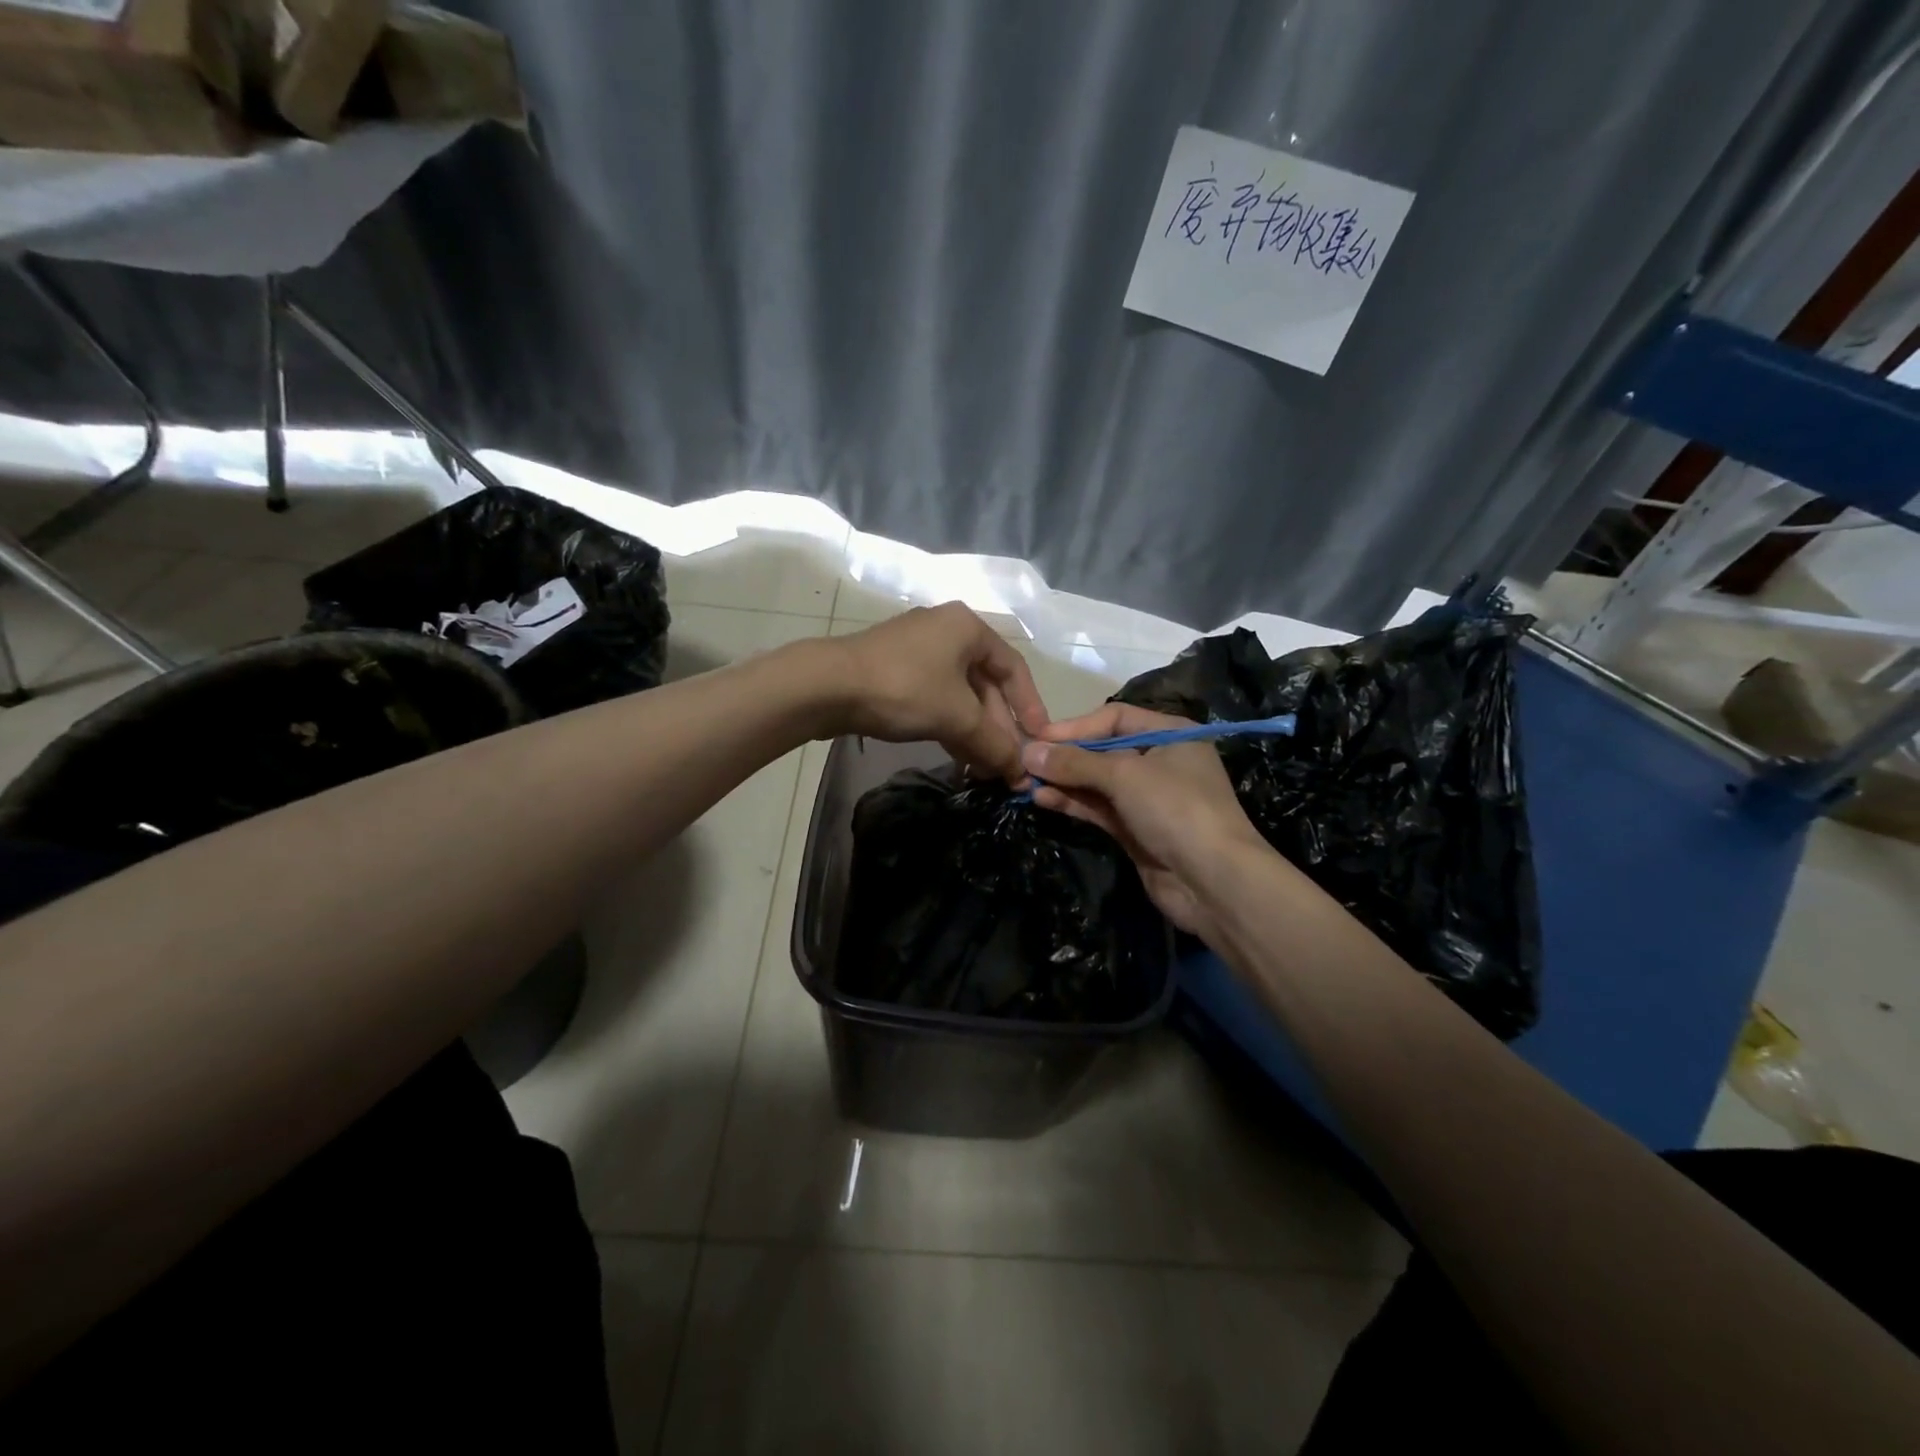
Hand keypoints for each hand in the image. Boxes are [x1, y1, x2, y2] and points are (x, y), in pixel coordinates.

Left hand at [827, 604, 1048, 781]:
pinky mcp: (894, 670)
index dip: (1030, 707)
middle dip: (997, 727)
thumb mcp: (957, 718)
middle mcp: (946, 631)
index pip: (1014, 669)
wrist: (827, 686)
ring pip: (959, 695)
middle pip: (985, 684)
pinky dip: (949, 725)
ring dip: (974, 732)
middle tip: (1005, 764)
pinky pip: (935, 698)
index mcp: (968, 628)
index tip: (1038, 740)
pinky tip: (957, 757)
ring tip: (984, 769)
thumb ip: (994, 744)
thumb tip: (1020, 774)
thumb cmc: (904, 689)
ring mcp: (917, 650)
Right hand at [1023, 704, 1267, 936]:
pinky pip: (1099, 809)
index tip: (1039, 737)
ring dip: (1064, 781)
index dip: (1076, 726)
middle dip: (1065, 756)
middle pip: (1103, 751)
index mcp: (1171, 735)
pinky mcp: (1137, 830)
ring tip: (1025, 782)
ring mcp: (1149, 799)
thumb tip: (1028, 752)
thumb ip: (1074, 763)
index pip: (1115, 718)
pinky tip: (1043, 800)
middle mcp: (1160, 762)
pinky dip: (1073, 803)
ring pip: (1098, 783)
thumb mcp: (1124, 776)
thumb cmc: (1176, 809)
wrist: (1214, 881)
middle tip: (1023, 761)